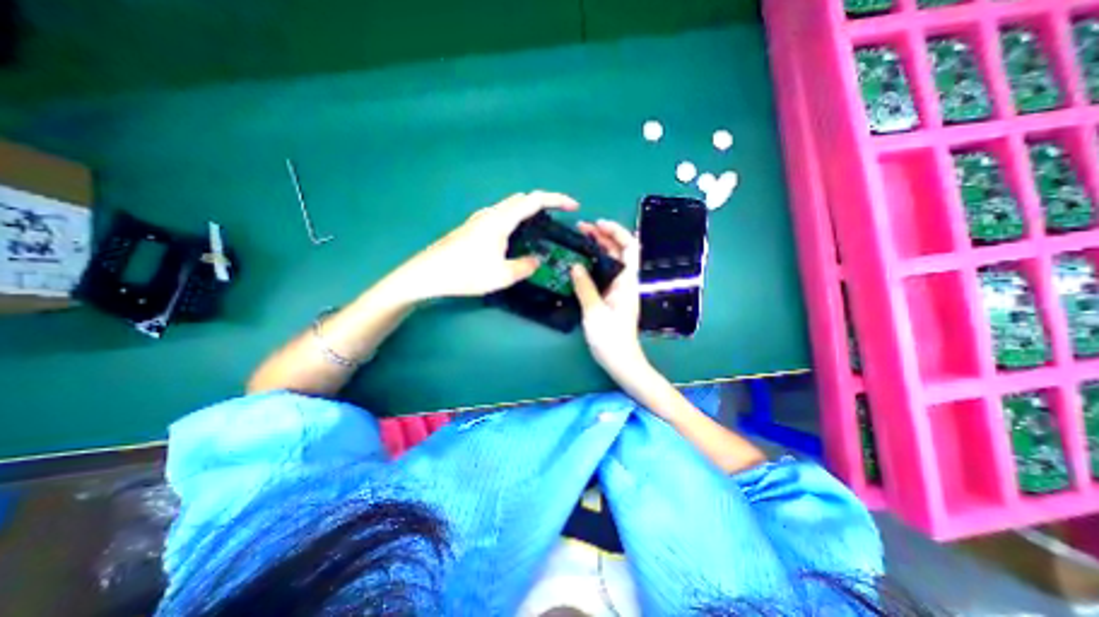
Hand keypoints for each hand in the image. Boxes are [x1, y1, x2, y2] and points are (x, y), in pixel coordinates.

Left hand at [401, 191, 577, 298]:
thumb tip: (537, 259)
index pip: (534, 200)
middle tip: (558, 220)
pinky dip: (516, 220)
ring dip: (529, 212)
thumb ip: (525, 266)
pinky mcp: (473, 227)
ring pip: (511, 207)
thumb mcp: (502, 276)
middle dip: (544, 204)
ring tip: (540, 230)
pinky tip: (516, 238)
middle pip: (523, 199)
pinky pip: (502, 216)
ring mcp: (480, 219)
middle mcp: (491, 213)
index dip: (557, 199)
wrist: (428, 273)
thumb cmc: (465, 273)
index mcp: (501, 220)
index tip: (573, 207)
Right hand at [566, 221, 650, 383]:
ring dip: (598, 248)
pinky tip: (580, 262)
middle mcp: (625, 282)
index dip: (616, 232)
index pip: (630, 248)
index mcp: (627, 282)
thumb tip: (575, 265)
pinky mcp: (611, 298)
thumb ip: (585, 287)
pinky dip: (594, 263)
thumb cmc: (611, 338)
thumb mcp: (594, 312)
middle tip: (581, 229)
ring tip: (579, 240)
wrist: (621, 361)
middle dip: (603, 236)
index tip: (598, 224)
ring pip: (611, 262)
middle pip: (619, 251)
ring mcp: (618, 290)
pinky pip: (603, 274)